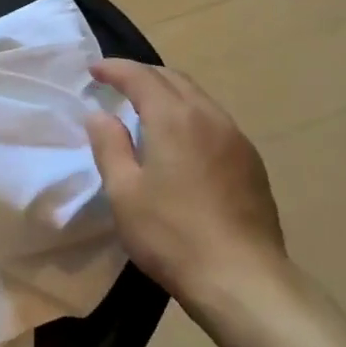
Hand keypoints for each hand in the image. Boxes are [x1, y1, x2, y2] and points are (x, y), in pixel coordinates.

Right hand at [85, 60, 286, 305]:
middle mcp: (208, 116)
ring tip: (148, 108)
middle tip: (118, 84)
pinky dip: (191, 115)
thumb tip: (100, 115)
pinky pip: (215, 121)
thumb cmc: (172, 235)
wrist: (242, 277)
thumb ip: (109, 146)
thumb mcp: (124, 193)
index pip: (140, 76)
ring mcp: (235, 137)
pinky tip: (183, 140)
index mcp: (174, 118)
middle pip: (173, 79)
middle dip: (143, 75)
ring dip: (170, 93)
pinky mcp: (251, 161)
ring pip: (198, 98)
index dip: (115, 68)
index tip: (94, 70)